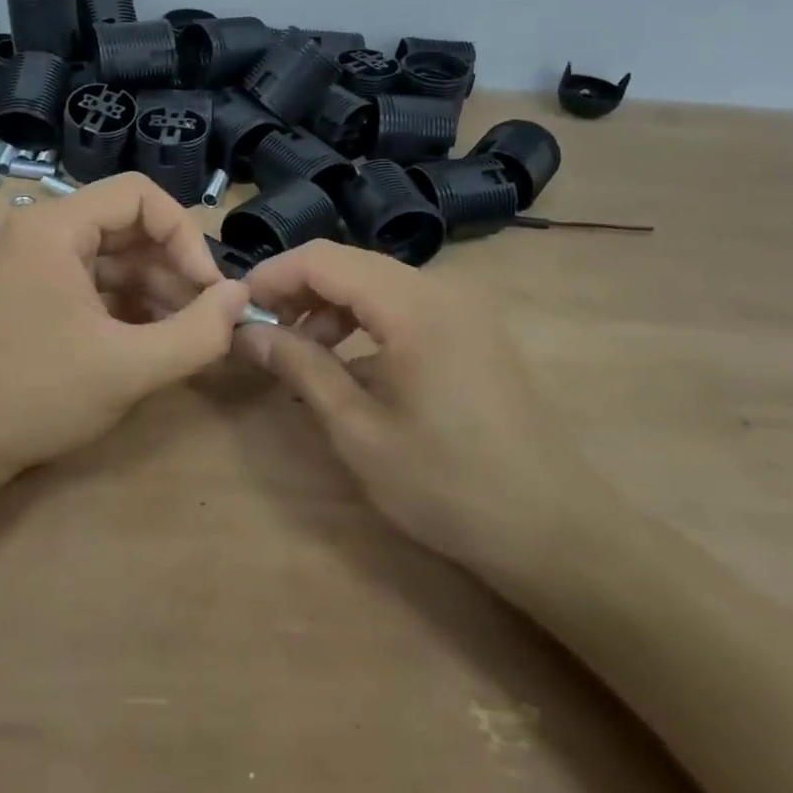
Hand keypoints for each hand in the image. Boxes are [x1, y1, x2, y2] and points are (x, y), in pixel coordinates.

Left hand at [0, 174, 247, 474]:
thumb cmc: (37, 394)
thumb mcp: (128, 367)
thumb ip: (197, 332)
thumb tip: (241, 297)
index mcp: (54, 226)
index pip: (138, 195)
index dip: (184, 234)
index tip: (209, 287)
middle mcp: (39, 231)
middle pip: (126, 225)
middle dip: (173, 266)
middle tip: (207, 314)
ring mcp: (31, 263)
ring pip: (111, 257)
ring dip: (155, 288)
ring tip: (188, 332)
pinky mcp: (31, 294)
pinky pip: (91, 282)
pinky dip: (126, 304)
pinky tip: (154, 339)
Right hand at [234, 241, 605, 586]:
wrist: (555, 532)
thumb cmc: (448, 485)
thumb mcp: (359, 431)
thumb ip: (301, 368)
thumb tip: (248, 332)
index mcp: (414, 306)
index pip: (323, 259)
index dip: (272, 276)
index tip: (237, 310)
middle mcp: (442, 289)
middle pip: (349, 263)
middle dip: (297, 290)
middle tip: (263, 333)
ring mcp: (464, 307)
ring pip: (375, 281)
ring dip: (329, 305)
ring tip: (302, 351)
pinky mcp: (474, 329)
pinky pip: (404, 303)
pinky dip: (365, 319)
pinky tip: (349, 363)